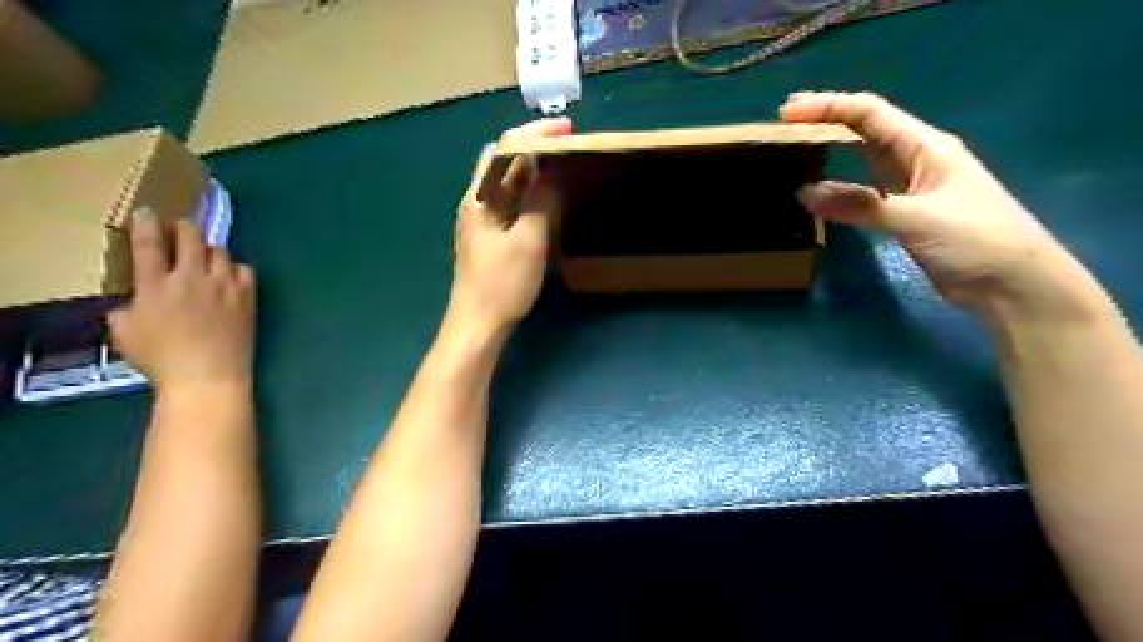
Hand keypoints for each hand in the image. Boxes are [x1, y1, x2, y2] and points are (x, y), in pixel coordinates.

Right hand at [107, 209, 254, 392]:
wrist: (209, 375)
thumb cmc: (161, 359)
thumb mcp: (125, 334)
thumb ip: (125, 310)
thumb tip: (133, 302)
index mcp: (155, 285)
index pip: (148, 245)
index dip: (146, 224)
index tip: (147, 212)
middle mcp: (192, 278)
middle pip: (190, 239)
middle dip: (184, 228)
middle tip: (181, 227)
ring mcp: (224, 286)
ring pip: (220, 251)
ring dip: (210, 249)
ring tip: (205, 254)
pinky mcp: (247, 296)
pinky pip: (245, 270)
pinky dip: (236, 268)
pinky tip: (231, 275)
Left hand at [446, 114, 570, 335]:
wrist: (478, 324)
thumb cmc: (502, 284)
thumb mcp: (528, 241)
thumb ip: (540, 203)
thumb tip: (550, 172)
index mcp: (480, 197)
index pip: (505, 150)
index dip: (535, 134)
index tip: (567, 129)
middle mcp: (477, 202)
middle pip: (505, 164)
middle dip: (536, 149)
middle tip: (569, 145)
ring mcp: (483, 221)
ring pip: (510, 185)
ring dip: (535, 172)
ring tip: (565, 166)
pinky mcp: (492, 237)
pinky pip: (513, 205)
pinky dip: (532, 195)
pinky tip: (550, 199)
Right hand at [781, 91, 1093, 321]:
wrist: (1012, 285)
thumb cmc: (976, 240)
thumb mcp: (916, 218)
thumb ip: (860, 204)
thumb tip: (804, 193)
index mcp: (925, 147)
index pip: (870, 114)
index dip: (828, 107)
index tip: (788, 113)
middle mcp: (915, 159)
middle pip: (864, 129)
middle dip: (826, 121)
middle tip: (783, 124)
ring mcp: (909, 188)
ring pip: (862, 159)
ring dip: (831, 150)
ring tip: (795, 149)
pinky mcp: (903, 214)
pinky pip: (863, 192)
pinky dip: (838, 189)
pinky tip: (819, 191)